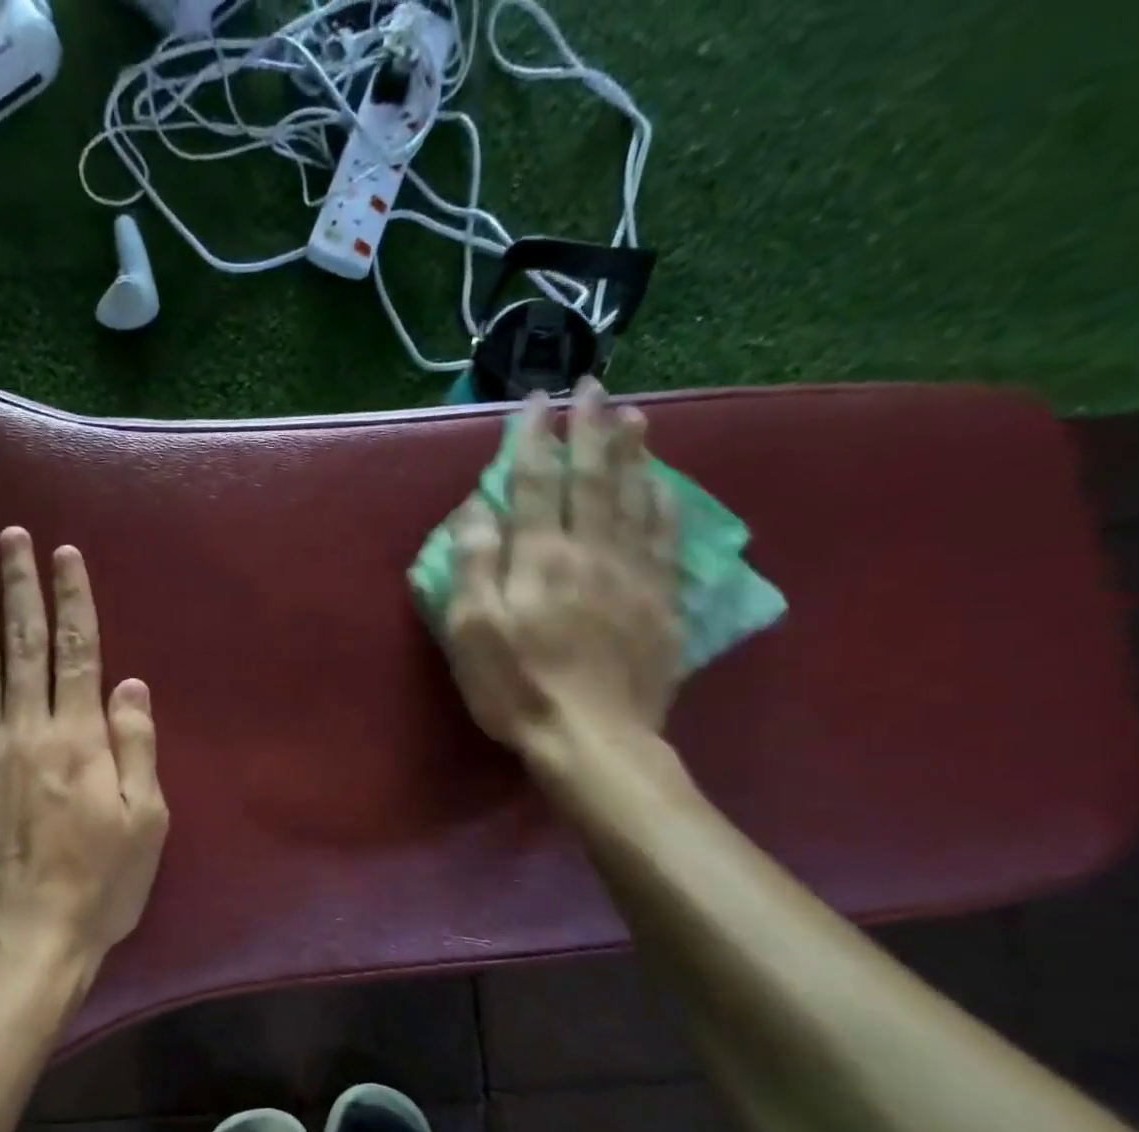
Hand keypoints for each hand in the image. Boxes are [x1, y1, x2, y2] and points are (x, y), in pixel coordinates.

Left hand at [0, 527, 167, 981]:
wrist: (21, 941)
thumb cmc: (97, 886)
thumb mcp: (146, 822)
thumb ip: (137, 746)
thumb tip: (130, 683)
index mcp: (79, 738)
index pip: (77, 650)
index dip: (73, 598)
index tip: (65, 554)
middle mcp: (26, 730)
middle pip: (22, 644)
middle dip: (20, 586)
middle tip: (12, 537)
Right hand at [444, 378, 681, 771]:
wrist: (593, 739)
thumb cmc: (517, 688)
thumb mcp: (472, 632)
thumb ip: (473, 565)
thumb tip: (475, 508)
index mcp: (540, 558)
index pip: (536, 482)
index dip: (533, 438)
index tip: (534, 400)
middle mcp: (591, 552)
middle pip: (593, 477)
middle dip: (589, 427)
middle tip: (592, 385)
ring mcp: (633, 574)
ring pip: (635, 497)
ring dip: (631, 452)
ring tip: (632, 415)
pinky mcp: (661, 601)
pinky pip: (666, 538)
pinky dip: (663, 502)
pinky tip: (663, 485)